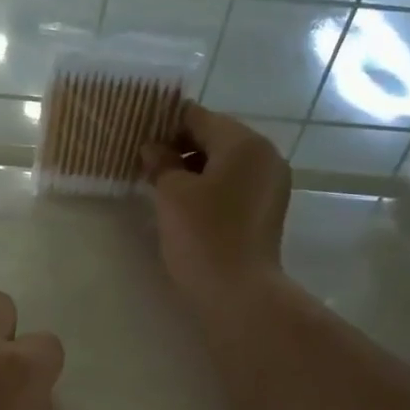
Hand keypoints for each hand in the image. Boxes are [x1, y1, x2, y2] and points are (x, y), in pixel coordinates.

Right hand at [141, 104, 291, 305]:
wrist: (239, 292)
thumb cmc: (203, 235)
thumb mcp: (172, 194)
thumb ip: (161, 162)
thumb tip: (152, 148)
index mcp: (244, 143)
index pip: (198, 117)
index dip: (165, 123)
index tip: (138, 135)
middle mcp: (265, 155)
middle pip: (215, 137)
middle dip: (180, 146)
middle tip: (145, 162)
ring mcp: (271, 183)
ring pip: (225, 162)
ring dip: (194, 167)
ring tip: (161, 184)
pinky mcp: (268, 209)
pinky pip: (234, 184)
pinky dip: (210, 185)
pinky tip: (185, 203)